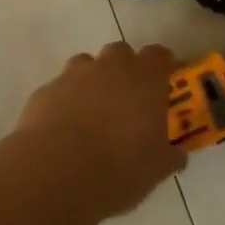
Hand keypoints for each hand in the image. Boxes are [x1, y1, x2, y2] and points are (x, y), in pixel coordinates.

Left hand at [16, 42, 184, 216]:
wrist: (57, 172)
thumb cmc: (119, 168)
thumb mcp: (156, 170)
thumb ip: (169, 156)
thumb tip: (177, 155)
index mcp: (144, 78)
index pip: (158, 55)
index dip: (162, 66)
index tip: (164, 81)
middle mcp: (111, 66)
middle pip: (121, 53)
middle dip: (124, 70)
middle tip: (127, 100)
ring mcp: (75, 74)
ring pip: (87, 65)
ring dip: (92, 82)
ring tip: (93, 114)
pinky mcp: (46, 90)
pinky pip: (61, 88)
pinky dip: (66, 101)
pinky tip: (64, 128)